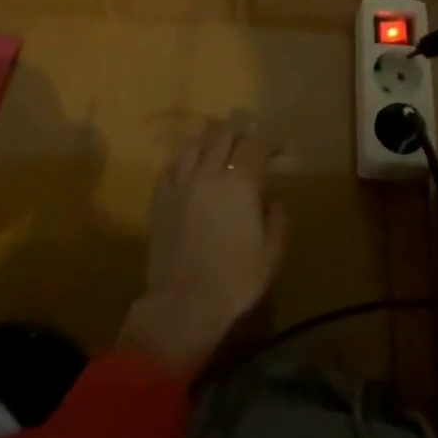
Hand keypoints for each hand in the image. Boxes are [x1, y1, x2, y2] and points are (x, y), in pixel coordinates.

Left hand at [118, 120, 286, 375]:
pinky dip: (185, 161)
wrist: (183, 304)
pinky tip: (190, 168)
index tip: (277, 150)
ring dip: (210, 139)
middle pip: (223, 135)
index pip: (255, 146)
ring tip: (218, 144)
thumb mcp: (270, 254)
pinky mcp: (160, 199)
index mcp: (240, 184)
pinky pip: (172, 167)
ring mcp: (180, 184)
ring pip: (193, 144)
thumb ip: (276, 220)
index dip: (268, 143)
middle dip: (239, 133)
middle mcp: (209, 174)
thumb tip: (273, 201)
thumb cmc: (234, 281)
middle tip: (249, 141)